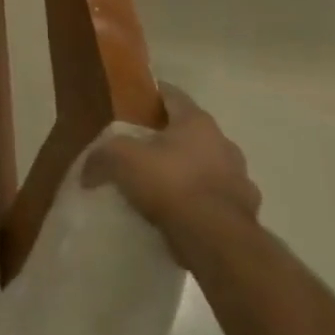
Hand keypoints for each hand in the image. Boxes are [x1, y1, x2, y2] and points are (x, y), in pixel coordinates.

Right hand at [86, 85, 260, 257]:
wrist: (217, 241)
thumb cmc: (169, 184)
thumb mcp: (120, 159)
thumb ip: (101, 155)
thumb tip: (88, 169)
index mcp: (197, 122)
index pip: (172, 94)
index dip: (150, 94)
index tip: (132, 101)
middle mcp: (224, 143)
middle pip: (190, 131)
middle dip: (168, 136)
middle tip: (140, 146)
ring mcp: (240, 179)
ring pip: (207, 165)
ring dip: (187, 169)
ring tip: (160, 184)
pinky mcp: (246, 212)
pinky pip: (214, 197)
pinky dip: (198, 200)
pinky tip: (179, 212)